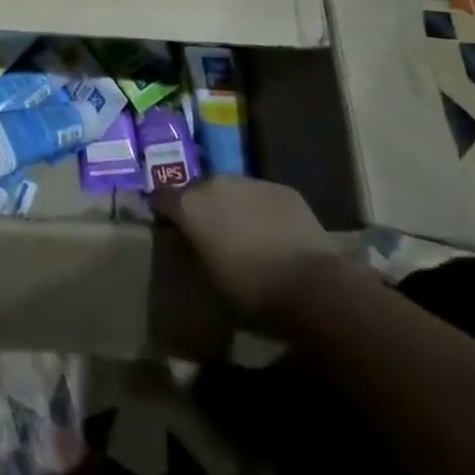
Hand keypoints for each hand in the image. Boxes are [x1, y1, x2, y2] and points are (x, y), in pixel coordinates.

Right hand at [152, 177, 348, 331]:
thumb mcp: (206, 282)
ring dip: (231, 207)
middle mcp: (215, 183)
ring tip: (244, 236)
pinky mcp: (283, 189)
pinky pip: (261, 197)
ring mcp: (251, 182)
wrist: (315, 288)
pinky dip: (260, 211)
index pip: (160, 198)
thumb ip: (188, 253)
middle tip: (210, 236)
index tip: (169, 231)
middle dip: (199, 209)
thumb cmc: (251, 291)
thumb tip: (183, 241)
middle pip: (197, 191)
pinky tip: (274, 236)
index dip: (163, 214)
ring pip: (231, 191)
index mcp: (189, 205)